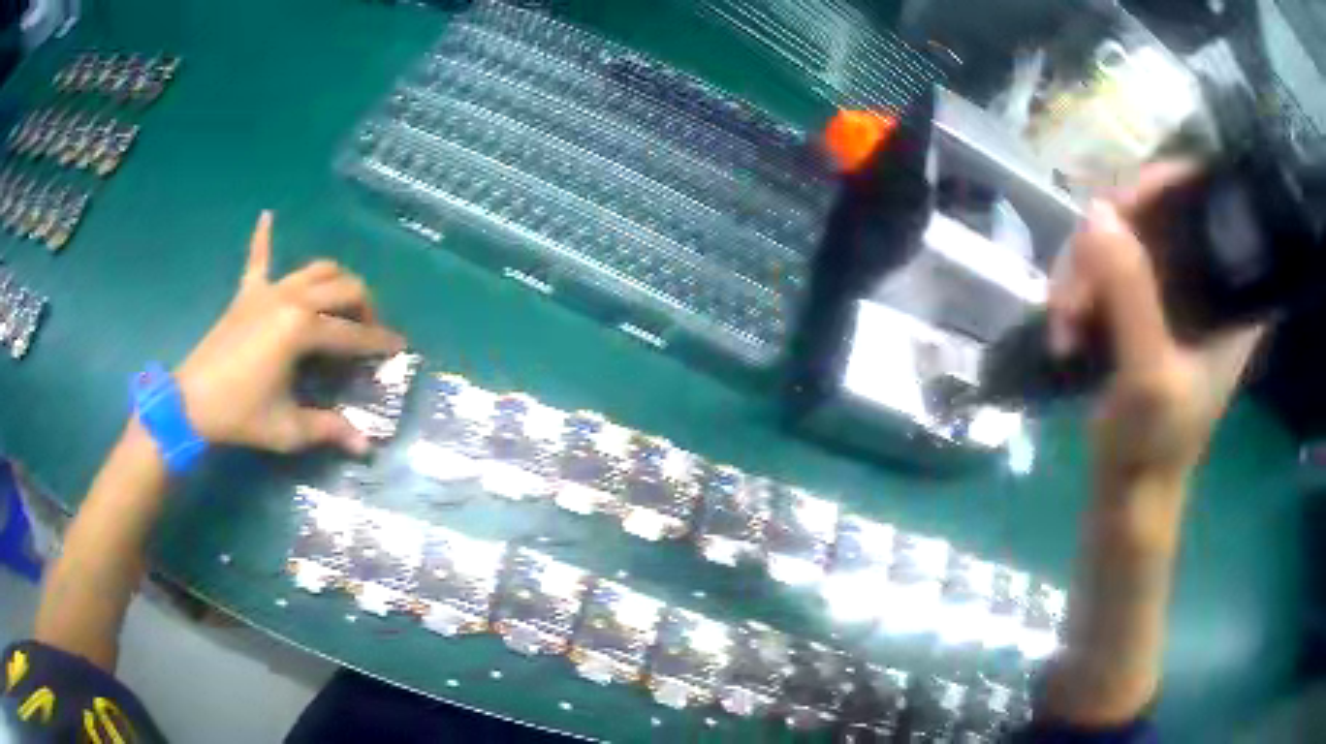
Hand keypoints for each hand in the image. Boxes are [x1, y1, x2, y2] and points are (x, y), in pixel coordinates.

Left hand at [175, 211, 405, 454]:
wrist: (192, 403)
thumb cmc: (242, 416)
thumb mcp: (288, 429)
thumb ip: (329, 430)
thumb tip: (365, 446)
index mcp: (302, 329)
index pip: (352, 335)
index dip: (379, 343)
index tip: (400, 348)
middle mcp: (291, 299)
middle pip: (343, 288)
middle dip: (365, 306)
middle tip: (370, 329)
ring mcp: (268, 291)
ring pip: (316, 269)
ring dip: (337, 279)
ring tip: (344, 299)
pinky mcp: (247, 293)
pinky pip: (258, 257)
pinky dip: (264, 236)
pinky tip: (267, 215)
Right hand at [1048, 163, 1263, 484]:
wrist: (1129, 490)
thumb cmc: (1153, 445)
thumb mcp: (1148, 375)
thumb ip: (1131, 296)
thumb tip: (1096, 212)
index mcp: (1231, 293)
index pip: (1205, 199)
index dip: (1161, 186)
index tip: (1119, 210)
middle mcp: (1205, 278)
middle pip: (1153, 211)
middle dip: (1106, 242)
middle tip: (1076, 289)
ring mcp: (1172, 290)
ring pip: (1120, 236)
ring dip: (1081, 272)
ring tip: (1063, 322)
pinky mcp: (1144, 305)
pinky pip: (1104, 265)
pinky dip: (1078, 287)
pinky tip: (1064, 325)